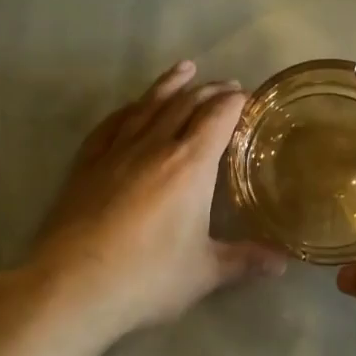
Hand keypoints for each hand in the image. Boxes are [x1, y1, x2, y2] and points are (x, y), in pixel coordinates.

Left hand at [16, 61, 286, 343]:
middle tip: (227, 86)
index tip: (250, 97)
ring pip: (148, 105)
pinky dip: (129, 108)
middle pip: (186, 103)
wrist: (71, 286)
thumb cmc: (147, 277)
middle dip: (210, 90)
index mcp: (190, 165)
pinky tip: (132, 107)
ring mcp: (116, 151)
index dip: (237, 102)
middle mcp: (155, 146)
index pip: (219, 116)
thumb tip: (284, 262)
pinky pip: (112, 123)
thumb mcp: (205, 272)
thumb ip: (245, 261)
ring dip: (170, 85)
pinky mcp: (86, 163)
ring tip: (185, 69)